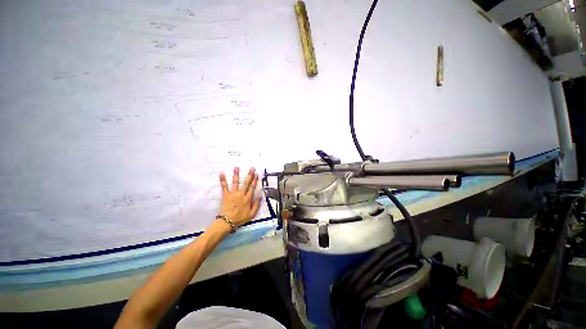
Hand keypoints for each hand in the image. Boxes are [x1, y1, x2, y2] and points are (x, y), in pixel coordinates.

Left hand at [219, 167, 260, 226]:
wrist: (228, 221)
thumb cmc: (240, 218)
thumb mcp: (252, 214)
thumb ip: (256, 205)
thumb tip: (260, 195)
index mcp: (248, 199)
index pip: (252, 187)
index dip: (255, 180)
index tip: (257, 174)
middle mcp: (241, 194)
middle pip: (246, 183)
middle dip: (250, 175)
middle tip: (252, 168)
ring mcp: (233, 194)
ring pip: (236, 182)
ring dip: (236, 174)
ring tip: (237, 167)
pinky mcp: (226, 195)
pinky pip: (224, 186)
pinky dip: (223, 180)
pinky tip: (221, 173)